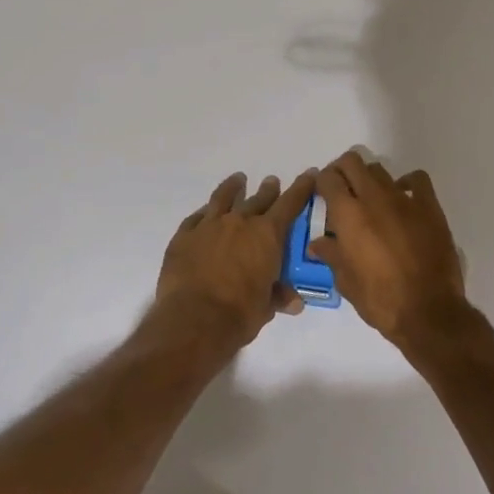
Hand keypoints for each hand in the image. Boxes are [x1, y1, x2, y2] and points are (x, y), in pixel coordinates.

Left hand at [154, 170, 316, 354]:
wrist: (194, 320)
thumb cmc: (239, 314)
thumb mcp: (266, 307)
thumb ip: (279, 296)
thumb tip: (294, 301)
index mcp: (266, 235)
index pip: (289, 204)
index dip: (301, 188)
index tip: (309, 173)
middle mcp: (239, 222)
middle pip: (258, 199)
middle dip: (268, 190)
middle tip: (272, 182)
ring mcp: (209, 226)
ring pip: (223, 198)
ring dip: (233, 187)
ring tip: (238, 180)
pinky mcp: (184, 236)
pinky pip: (195, 218)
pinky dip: (203, 214)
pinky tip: (204, 213)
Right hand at [310, 150, 468, 346]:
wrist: (428, 312)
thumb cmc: (380, 300)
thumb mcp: (347, 282)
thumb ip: (331, 255)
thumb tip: (318, 243)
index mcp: (348, 215)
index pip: (328, 178)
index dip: (322, 182)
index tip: (322, 193)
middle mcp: (373, 198)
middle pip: (352, 162)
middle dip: (342, 170)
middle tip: (342, 189)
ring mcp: (404, 199)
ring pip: (380, 170)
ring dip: (369, 179)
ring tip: (370, 198)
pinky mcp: (429, 207)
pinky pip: (417, 179)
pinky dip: (407, 182)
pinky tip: (403, 197)